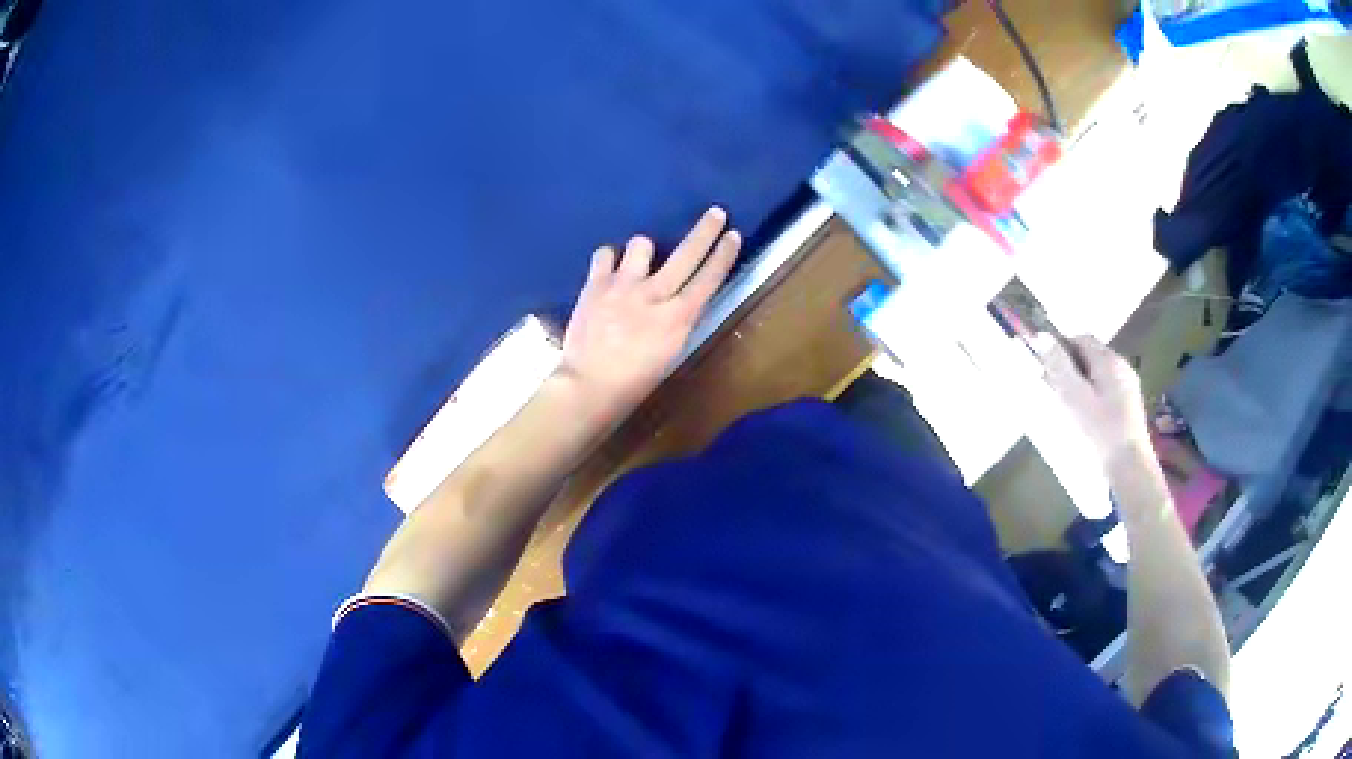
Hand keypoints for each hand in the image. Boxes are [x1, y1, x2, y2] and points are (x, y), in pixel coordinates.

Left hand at [559, 206, 740, 421]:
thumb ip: (678, 320)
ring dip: (644, 249)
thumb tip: (683, 297)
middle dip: (706, 230)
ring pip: (642, 244)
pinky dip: (610, 258)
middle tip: (716, 213)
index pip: (708, 278)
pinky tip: (610, 268)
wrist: (589, 385)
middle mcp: (654, 294)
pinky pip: (606, 253)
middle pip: (687, 253)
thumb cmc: (634, 380)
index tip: (733, 235)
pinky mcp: (596, 284)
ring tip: (639, 262)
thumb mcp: (670, 352)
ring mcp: (623, 285)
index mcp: (678, 318)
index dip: (724, 255)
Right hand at [1037, 335, 1150, 465]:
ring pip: (1099, 374)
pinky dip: (1094, 397)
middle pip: (1091, 355)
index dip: (1061, 349)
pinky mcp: (1131, 406)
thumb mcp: (1074, 398)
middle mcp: (1122, 366)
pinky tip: (1088, 419)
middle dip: (1071, 368)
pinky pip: (1107, 390)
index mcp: (1109, 360)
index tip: (1047, 372)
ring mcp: (1129, 386)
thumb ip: (1059, 366)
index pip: (1081, 339)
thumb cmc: (1101, 431)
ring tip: (1070, 409)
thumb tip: (1041, 336)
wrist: (1130, 468)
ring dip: (1082, 383)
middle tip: (1056, 393)